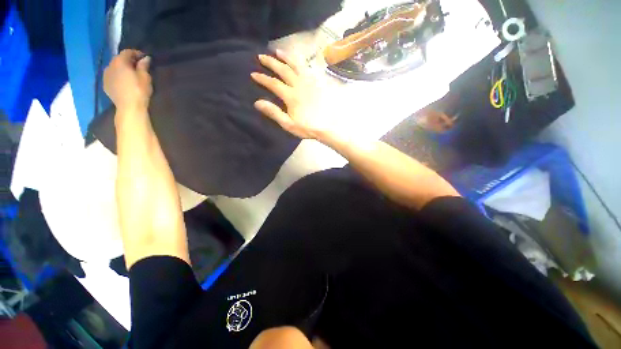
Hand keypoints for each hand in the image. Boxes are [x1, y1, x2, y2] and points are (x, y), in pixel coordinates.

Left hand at [104, 49, 151, 110]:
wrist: (129, 107)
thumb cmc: (139, 91)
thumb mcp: (145, 77)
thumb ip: (144, 66)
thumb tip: (145, 58)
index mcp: (120, 62)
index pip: (127, 52)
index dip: (136, 53)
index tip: (144, 58)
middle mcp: (110, 65)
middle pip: (119, 58)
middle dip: (128, 60)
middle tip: (137, 66)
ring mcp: (106, 75)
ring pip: (114, 67)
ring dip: (121, 68)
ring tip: (130, 74)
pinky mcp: (105, 84)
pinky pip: (111, 76)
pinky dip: (117, 75)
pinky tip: (123, 81)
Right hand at [251, 50, 336, 139]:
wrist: (326, 127)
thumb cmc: (307, 127)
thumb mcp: (288, 124)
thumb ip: (274, 113)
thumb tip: (257, 102)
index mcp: (291, 96)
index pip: (273, 83)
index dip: (263, 78)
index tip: (253, 73)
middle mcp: (299, 85)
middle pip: (283, 70)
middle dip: (271, 62)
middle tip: (261, 56)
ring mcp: (310, 82)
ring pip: (296, 65)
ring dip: (285, 57)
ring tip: (277, 51)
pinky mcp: (317, 83)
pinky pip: (308, 69)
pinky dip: (300, 62)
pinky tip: (297, 61)